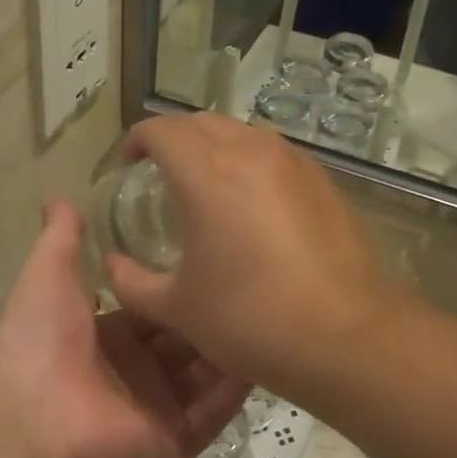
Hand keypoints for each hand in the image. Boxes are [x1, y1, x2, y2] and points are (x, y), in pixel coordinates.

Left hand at [0, 202, 249, 457]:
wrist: (30, 422)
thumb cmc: (38, 343)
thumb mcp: (46, 278)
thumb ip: (60, 241)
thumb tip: (59, 197)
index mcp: (109, 339)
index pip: (158, 311)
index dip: (182, 289)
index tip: (217, 258)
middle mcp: (137, 374)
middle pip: (187, 341)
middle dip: (214, 316)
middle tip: (254, 282)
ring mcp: (159, 409)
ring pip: (206, 374)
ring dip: (232, 347)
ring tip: (270, 312)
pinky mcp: (176, 439)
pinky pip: (214, 411)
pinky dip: (236, 388)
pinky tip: (265, 354)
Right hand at [105, 115, 395, 388]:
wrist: (344, 335)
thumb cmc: (250, 319)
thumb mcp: (178, 308)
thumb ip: (132, 282)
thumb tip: (113, 265)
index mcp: (208, 173)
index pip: (162, 130)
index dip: (137, 140)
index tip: (128, 164)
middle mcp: (251, 152)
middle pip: (202, 122)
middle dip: (175, 138)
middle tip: (161, 171)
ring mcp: (294, 162)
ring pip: (243, 133)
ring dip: (216, 146)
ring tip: (208, 183)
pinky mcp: (323, 181)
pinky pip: (276, 154)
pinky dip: (253, 162)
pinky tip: (254, 203)